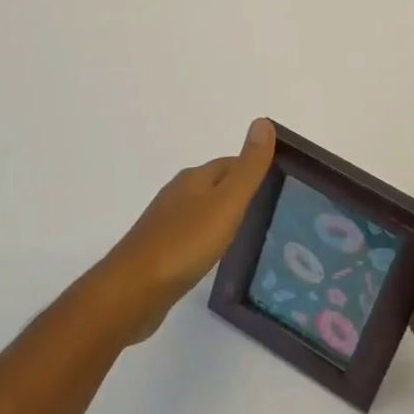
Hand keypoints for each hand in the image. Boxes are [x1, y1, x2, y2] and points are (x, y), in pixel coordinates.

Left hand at [97, 118, 276, 342]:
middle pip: (216, 185)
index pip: (231, 163)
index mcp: (194, 179)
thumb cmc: (184, 243)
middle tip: (272, 209)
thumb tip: (263, 122)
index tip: (280, 184)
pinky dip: (208, 239)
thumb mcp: (226, 202)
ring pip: (203, 210)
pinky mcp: (160, 251)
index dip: (254, 170)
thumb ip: (248, 168)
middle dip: (241, 193)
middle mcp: (178, 194)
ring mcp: (166, 223)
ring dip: (224, 216)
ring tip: (251, 233)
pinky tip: (216, 255)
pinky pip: (191, 236)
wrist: (133, 291)